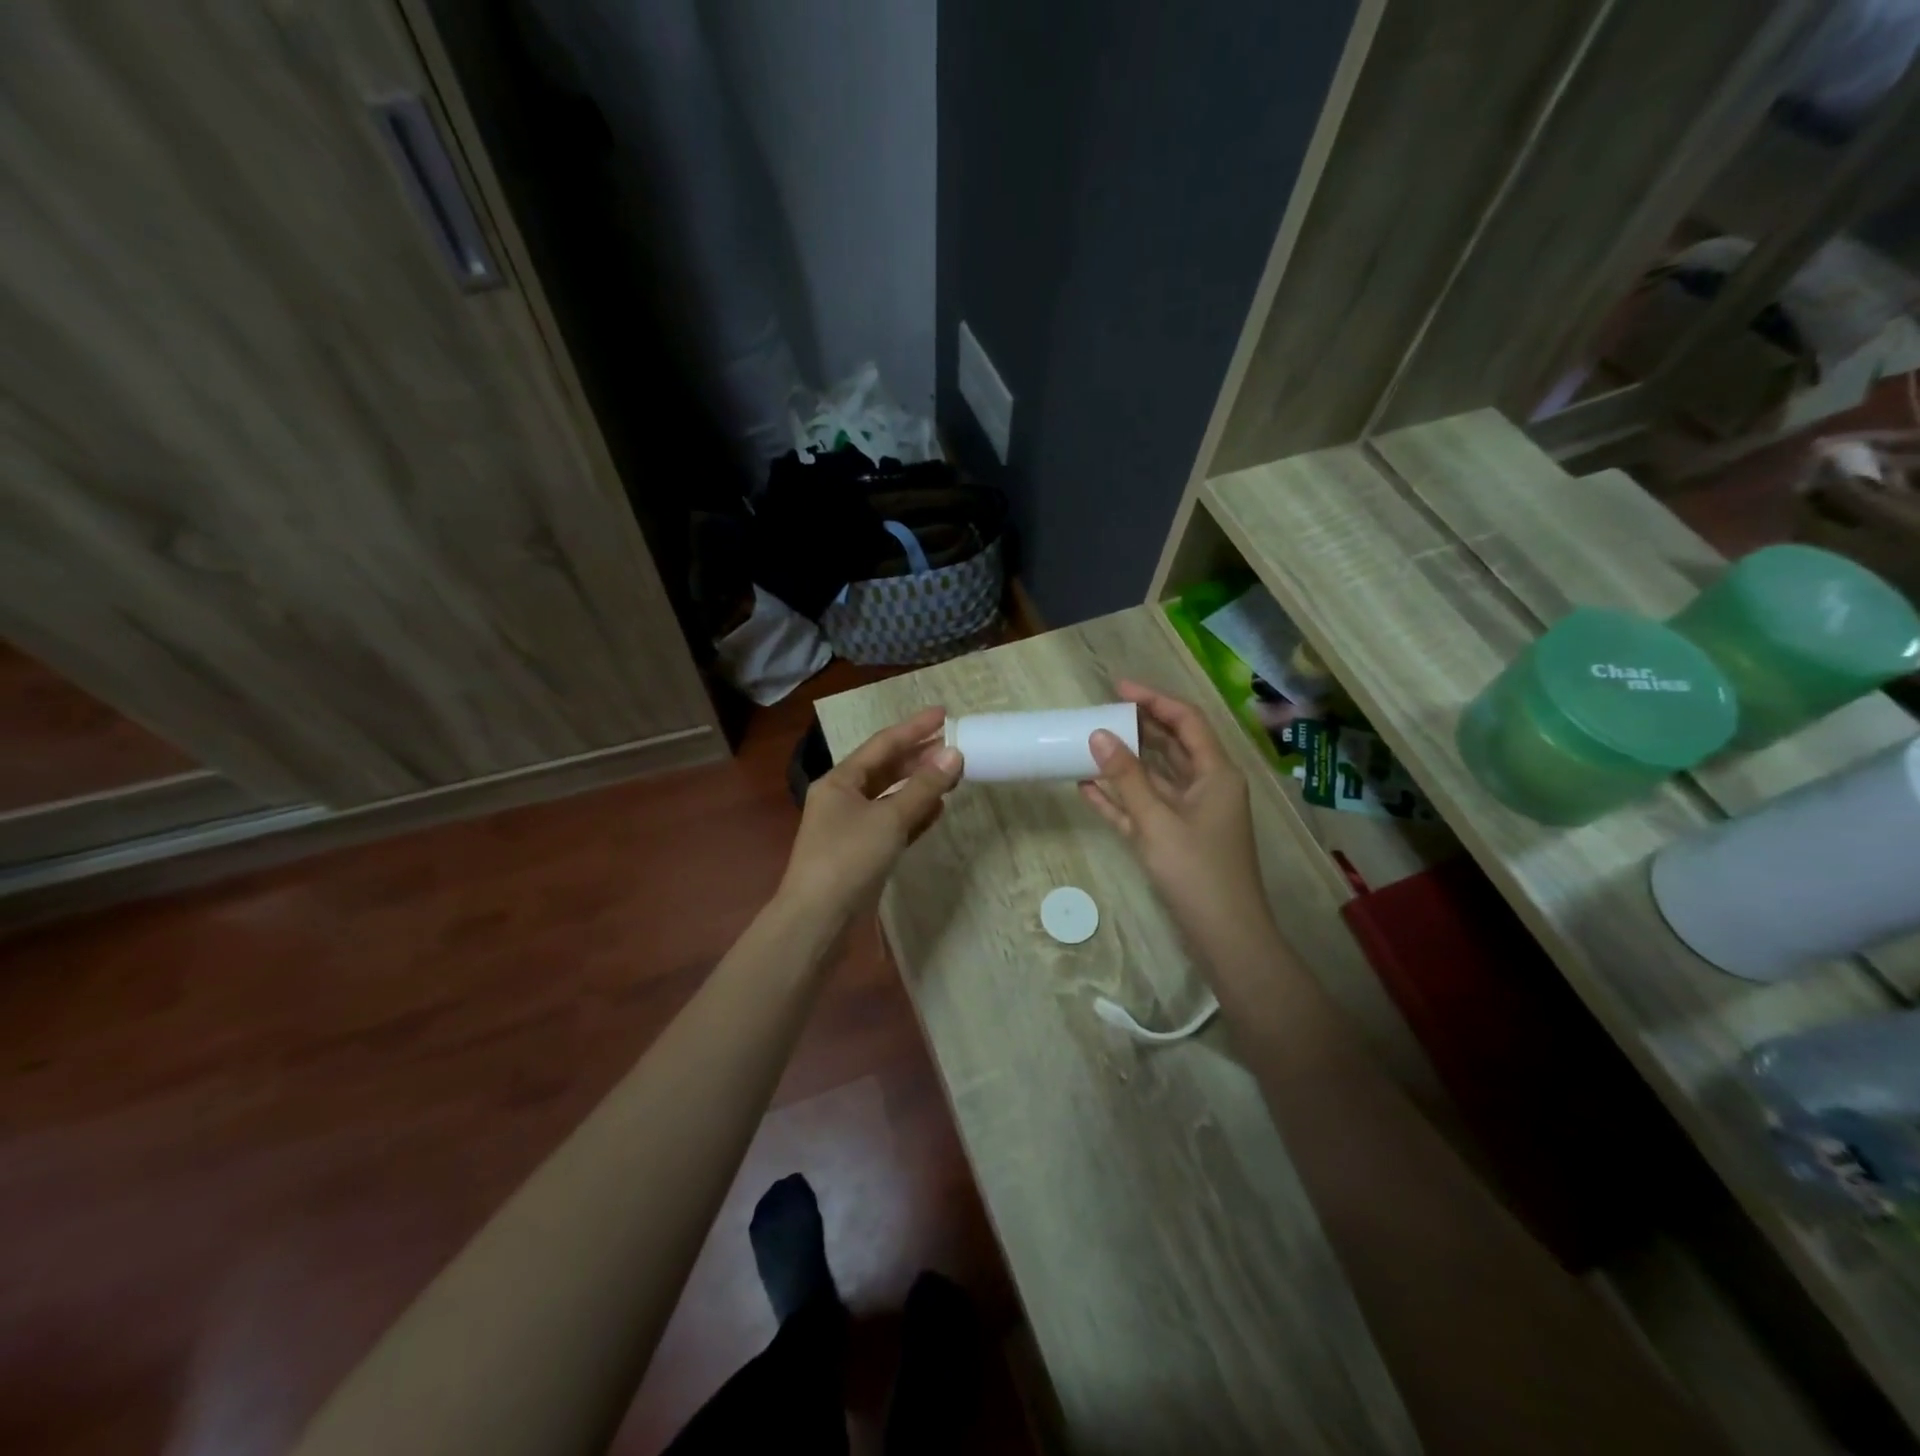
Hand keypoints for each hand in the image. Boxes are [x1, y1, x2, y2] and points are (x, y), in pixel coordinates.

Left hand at [777, 707, 963, 932]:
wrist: (817, 921)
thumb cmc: (848, 860)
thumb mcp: (888, 819)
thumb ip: (923, 788)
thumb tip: (954, 755)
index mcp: (840, 781)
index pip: (882, 745)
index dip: (914, 728)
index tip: (944, 713)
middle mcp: (843, 799)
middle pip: (886, 769)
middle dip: (919, 756)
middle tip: (955, 745)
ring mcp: (852, 828)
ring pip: (891, 797)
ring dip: (920, 785)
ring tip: (953, 773)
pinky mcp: (863, 854)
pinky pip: (893, 824)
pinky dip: (914, 814)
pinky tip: (937, 809)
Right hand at [1079, 681, 1274, 958]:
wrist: (1225, 936)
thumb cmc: (1197, 872)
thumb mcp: (1157, 820)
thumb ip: (1127, 777)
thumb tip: (1099, 734)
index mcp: (1215, 774)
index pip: (1186, 721)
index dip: (1154, 700)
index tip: (1118, 688)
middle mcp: (1206, 787)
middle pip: (1170, 746)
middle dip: (1136, 729)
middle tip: (1099, 714)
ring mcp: (1190, 815)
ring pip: (1154, 778)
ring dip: (1123, 764)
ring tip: (1087, 746)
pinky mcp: (1174, 839)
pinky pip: (1144, 809)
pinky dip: (1119, 799)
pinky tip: (1087, 788)